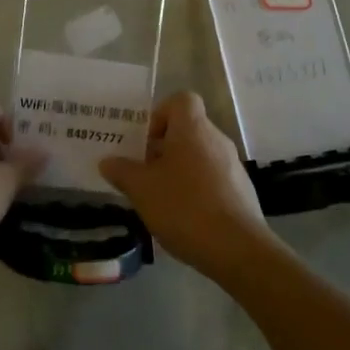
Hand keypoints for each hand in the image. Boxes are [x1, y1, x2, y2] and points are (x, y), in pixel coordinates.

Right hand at [99, 91, 280, 280]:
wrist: (237, 249)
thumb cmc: (184, 207)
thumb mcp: (141, 189)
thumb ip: (122, 171)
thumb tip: (108, 161)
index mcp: (193, 129)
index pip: (181, 100)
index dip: (160, 113)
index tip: (144, 140)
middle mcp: (216, 140)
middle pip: (187, 130)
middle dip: (162, 147)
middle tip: (142, 172)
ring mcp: (233, 166)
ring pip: (199, 156)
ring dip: (178, 170)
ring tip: (158, 197)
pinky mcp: (241, 191)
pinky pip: (212, 178)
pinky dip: (195, 189)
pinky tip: (182, 216)